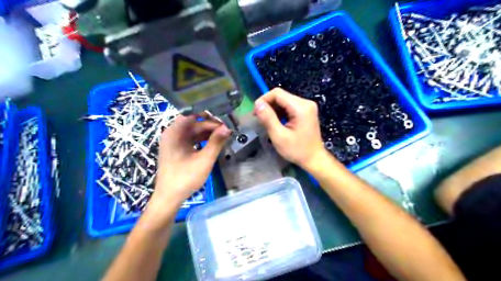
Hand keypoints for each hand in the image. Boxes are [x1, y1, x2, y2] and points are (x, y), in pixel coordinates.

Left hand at [153, 115, 230, 206]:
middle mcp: (172, 134)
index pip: (193, 115)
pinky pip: (191, 139)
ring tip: (223, 135)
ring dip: (208, 133)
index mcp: (174, 132)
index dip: (209, 116)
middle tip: (227, 129)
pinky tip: (213, 143)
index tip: (224, 119)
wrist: (169, 197)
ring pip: (193, 132)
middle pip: (193, 123)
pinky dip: (202, 140)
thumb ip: (216, 142)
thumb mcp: (204, 159)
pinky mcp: (176, 150)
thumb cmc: (185, 177)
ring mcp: (173, 142)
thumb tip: (227, 127)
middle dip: (210, 125)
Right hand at [253, 88, 327, 169]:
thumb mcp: (279, 136)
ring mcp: (307, 106)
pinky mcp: (306, 111)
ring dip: (273, 109)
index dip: (264, 99)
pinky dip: (280, 112)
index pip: (277, 93)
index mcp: (300, 107)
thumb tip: (257, 104)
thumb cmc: (297, 150)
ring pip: (284, 101)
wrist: (314, 159)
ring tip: (267, 122)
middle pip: (281, 96)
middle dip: (268, 105)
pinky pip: (289, 106)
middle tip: (259, 118)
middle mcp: (305, 102)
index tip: (255, 113)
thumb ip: (268, 118)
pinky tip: (276, 122)